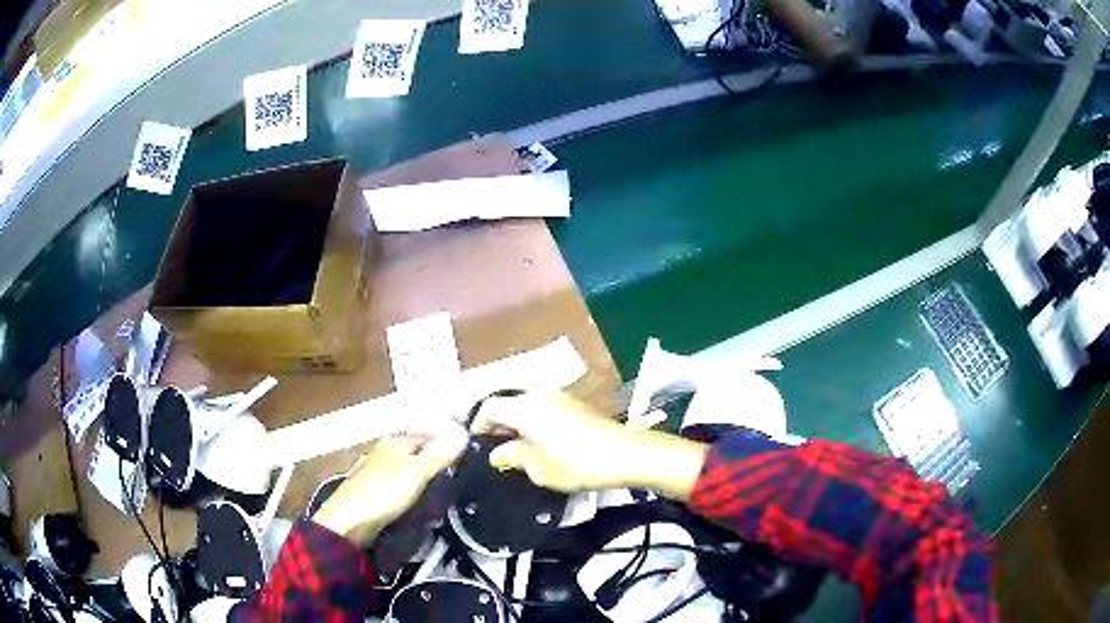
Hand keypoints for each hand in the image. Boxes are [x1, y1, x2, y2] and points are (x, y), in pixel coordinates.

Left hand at [312, 426, 466, 544]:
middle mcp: (385, 453)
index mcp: (395, 442)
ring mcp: (378, 474)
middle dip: (437, 461)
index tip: (469, 453)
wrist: (348, 523)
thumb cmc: (382, 493)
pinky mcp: (375, 494)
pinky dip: (415, 493)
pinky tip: (423, 504)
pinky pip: (402, 488)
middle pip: (418, 452)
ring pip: (409, 470)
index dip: (447, 441)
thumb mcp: (416, 472)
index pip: (427, 434)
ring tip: (447, 492)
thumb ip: (439, 454)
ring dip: (426, 479)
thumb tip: (463, 431)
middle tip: (462, 475)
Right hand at [471, 391, 706, 499]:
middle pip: (507, 399)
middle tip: (494, 444)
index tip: (476, 443)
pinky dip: (532, 416)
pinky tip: (537, 438)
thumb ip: (515, 457)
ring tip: (515, 442)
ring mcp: (559, 395)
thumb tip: (498, 453)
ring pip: (525, 400)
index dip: (478, 424)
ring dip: (515, 417)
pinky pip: (542, 403)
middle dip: (497, 420)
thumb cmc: (578, 464)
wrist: (626, 454)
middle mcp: (539, 394)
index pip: (490, 407)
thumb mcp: (540, 469)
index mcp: (525, 407)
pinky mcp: (574, 402)